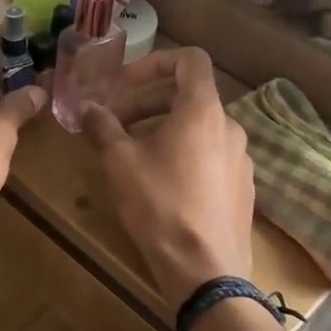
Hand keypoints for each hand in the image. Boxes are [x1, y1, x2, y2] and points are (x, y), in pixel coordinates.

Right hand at [81, 49, 255, 306]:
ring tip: (131, 156)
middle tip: (114, 124)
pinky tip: (160, 185)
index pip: (189, 60)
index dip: (153, 62)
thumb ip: (102, 126)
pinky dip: (183, 154)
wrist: (206, 270)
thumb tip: (88, 107)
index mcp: (203, 110)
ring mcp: (240, 158)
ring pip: (197, 128)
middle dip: (146, 103)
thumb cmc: (159, 204)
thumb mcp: (119, 162)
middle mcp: (230, 126)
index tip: (123, 84)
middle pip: (188, 96)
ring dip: (162, 130)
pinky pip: (209, 155)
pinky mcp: (242, 187)